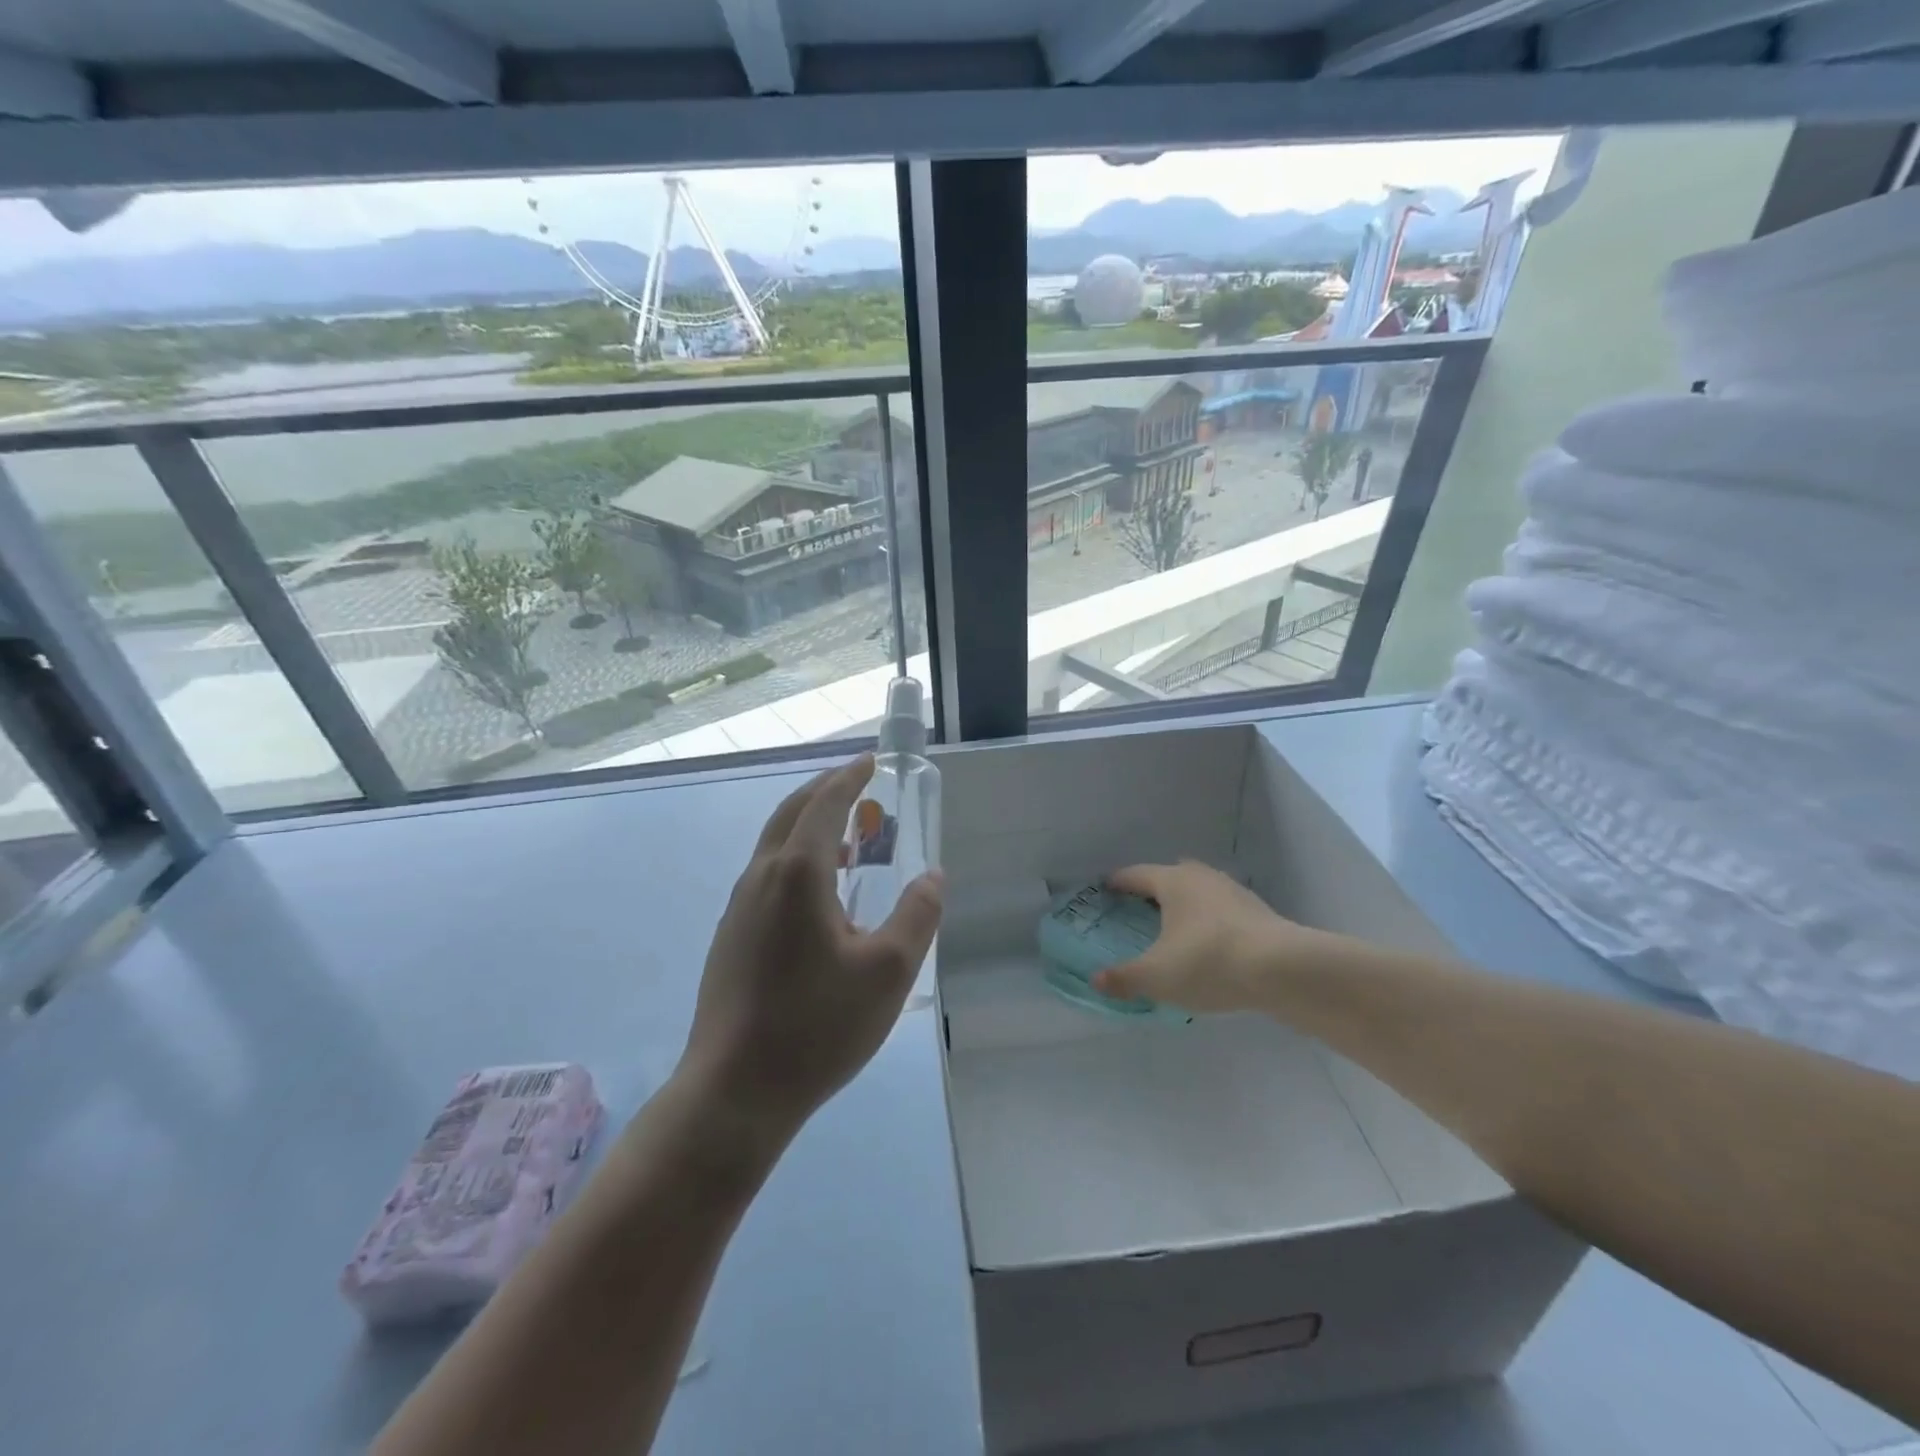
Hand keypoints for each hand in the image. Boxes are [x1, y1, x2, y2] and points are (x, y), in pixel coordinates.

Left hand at [676, 755, 942, 1149]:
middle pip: (791, 814)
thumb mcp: (889, 971)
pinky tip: (819, 894)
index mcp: (797, 874)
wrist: (734, 1091)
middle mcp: (761, 878)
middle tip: (859, 787)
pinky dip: (796, 858)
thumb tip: (932, 876)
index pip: (824, 804)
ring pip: (775, 845)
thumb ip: (918, 915)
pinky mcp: (731, 937)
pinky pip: (768, 875)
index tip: (870, 762)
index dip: (849, 778)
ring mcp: (739, 908)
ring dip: (809, 826)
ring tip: (848, 839)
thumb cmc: (817, 1025)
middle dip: (825, 792)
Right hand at [1092, 860, 1333, 1012]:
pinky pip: (1222, 911)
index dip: (1118, 882)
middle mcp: (1201, 877)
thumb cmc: (1208, 961)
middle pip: (1170, 876)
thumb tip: (1095, 980)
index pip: (1136, 875)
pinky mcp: (1258, 913)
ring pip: (1200, 891)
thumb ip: (1124, 978)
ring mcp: (1233, 892)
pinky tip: (1209, 945)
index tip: (1105, 888)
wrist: (1283, 969)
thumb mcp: (1157, 977)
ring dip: (1185, 905)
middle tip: (1138, 908)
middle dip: (1154, 889)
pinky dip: (1209, 922)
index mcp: (1172, 881)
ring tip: (1174, 927)